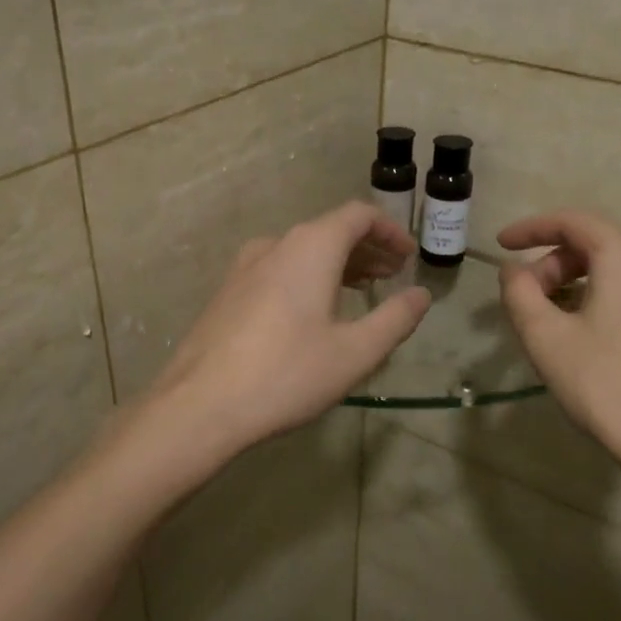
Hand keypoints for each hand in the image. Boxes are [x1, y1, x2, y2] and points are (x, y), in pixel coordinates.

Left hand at [143, 202, 430, 456]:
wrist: (200, 405)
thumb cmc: (287, 374)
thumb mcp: (355, 352)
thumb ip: (395, 319)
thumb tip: (420, 294)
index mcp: (311, 247)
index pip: (358, 216)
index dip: (389, 231)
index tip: (408, 256)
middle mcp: (276, 245)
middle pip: (330, 231)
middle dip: (367, 249)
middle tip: (392, 275)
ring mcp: (244, 267)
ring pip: (302, 251)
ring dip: (337, 264)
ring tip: (361, 290)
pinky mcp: (227, 292)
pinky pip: (278, 269)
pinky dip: (307, 277)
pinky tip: (313, 311)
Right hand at [498, 211, 620, 473]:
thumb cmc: (605, 382)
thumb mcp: (545, 337)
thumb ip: (519, 293)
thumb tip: (513, 270)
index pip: (572, 222)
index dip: (531, 228)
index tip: (501, 245)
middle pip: (594, 245)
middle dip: (551, 263)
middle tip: (523, 297)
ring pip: (615, 270)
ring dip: (574, 282)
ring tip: (548, 318)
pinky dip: (600, 298)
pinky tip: (585, 334)